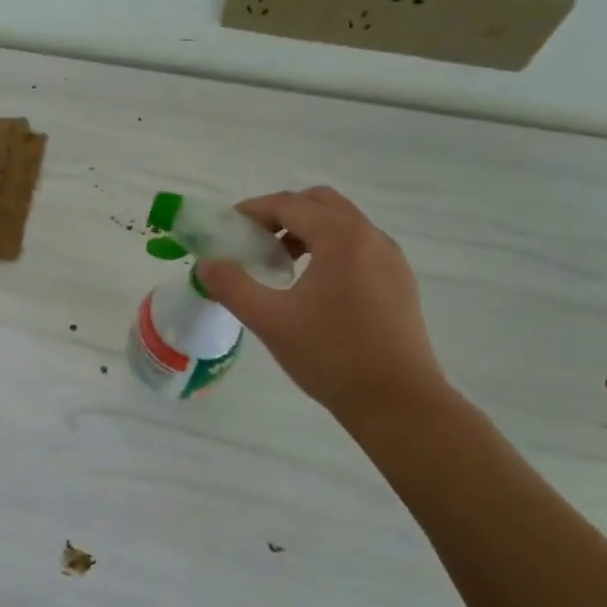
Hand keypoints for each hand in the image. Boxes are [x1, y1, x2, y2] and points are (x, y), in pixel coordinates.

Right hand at [198, 187, 455, 432]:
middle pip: (320, 203)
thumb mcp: (270, 321)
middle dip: (283, 214)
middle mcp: (370, 237)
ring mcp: (391, 259)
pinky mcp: (400, 282)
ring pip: (343, 224)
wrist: (398, 403)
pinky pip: (360, 247)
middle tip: (255, 241)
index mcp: (340, 238)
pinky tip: (315, 287)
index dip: (253, 211)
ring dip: (308, 230)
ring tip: (282, 265)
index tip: (228, 228)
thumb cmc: (331, 356)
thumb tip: (206, 264)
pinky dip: (331, 248)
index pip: (289, 204)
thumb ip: (232, 287)